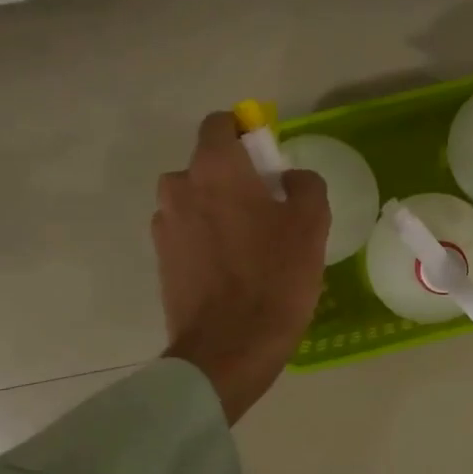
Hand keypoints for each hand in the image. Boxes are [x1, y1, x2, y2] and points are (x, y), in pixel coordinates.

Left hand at [155, 112, 329, 423]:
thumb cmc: (274, 278)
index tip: (266, 157)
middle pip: (206, 165)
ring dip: (218, 209)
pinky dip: (206, 239)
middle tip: (267, 207)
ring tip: (249, 243)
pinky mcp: (161, 260)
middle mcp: (179, 188)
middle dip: (233, 177)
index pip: (219, 124)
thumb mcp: (310, 224)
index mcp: (213, 169)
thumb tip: (288, 177)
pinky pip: (188, 232)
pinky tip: (232, 268)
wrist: (228, 349)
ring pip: (195, 201)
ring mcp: (164, 226)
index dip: (244, 132)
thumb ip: (304, 184)